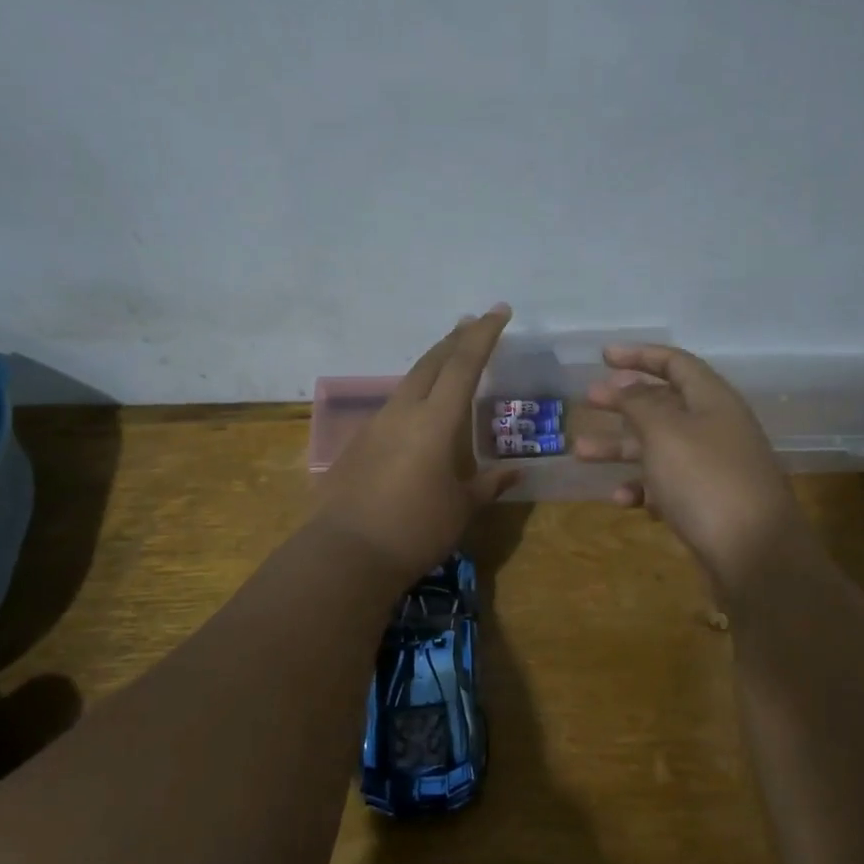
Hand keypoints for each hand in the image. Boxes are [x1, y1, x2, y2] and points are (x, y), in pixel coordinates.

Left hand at [312, 306, 517, 579]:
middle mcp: (404, 411)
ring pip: (410, 380)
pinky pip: (394, 406)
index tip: (499, 310)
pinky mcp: (359, 442)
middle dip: (456, 338)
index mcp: (436, 420)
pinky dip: (415, 395)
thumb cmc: (416, 529)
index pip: (464, 364)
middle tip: (474, 322)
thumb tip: (516, 472)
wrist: (347, 553)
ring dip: (433, 364)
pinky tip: (421, 412)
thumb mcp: (463, 507)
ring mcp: (377, 424)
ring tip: (451, 360)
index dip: (484, 334)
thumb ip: (490, 484)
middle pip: (432, 361)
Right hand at [576, 344, 806, 590]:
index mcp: (712, 400)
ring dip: (620, 448)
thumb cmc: (704, 480)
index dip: (639, 356)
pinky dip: (643, 488)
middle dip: (623, 402)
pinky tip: (622, 500)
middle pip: (664, 405)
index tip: (603, 357)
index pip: (676, 363)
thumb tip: (625, 383)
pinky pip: (668, 485)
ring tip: (580, 453)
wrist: (754, 554)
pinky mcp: (708, 503)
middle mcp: (715, 428)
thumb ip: (640, 403)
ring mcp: (713, 467)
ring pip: (659, 447)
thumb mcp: (664, 432)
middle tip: (588, 401)